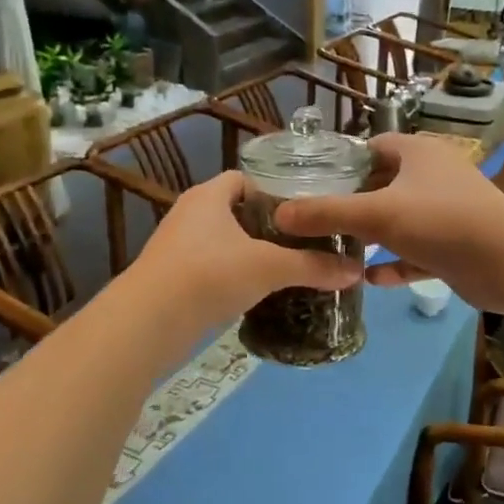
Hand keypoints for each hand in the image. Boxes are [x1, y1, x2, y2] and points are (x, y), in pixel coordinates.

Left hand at [130, 171, 362, 331]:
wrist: (147, 323)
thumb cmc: (209, 275)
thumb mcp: (270, 267)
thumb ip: (313, 267)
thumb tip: (357, 271)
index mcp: (209, 196)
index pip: (245, 179)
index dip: (274, 191)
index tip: (304, 212)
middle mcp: (189, 214)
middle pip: (235, 212)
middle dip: (267, 226)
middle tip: (302, 242)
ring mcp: (176, 248)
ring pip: (222, 242)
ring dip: (249, 253)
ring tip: (285, 268)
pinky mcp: (170, 278)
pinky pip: (209, 268)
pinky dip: (231, 276)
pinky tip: (255, 293)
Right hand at [273, 134, 503, 312]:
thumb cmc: (440, 221)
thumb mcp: (377, 214)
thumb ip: (327, 213)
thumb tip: (279, 214)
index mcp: (418, 153)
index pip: (375, 146)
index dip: (345, 162)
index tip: (315, 182)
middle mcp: (434, 177)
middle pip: (384, 185)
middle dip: (354, 203)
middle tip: (317, 221)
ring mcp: (447, 212)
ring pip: (400, 221)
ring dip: (373, 236)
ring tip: (335, 251)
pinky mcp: (455, 246)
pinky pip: (416, 252)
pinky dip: (395, 263)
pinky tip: (370, 279)